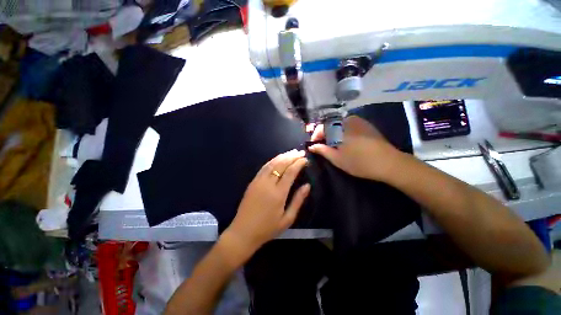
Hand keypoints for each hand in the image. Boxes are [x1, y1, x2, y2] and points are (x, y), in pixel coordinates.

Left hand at [225, 150, 310, 253]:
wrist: (243, 232)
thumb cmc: (267, 228)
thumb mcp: (287, 219)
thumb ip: (298, 200)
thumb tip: (307, 186)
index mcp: (278, 193)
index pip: (290, 172)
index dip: (298, 163)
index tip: (305, 159)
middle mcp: (268, 184)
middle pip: (281, 164)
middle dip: (292, 156)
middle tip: (300, 152)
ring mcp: (258, 181)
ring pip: (272, 163)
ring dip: (283, 156)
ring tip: (292, 152)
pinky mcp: (253, 181)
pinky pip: (264, 167)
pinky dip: (273, 160)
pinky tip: (278, 159)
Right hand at [309, 116, 402, 181]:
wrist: (389, 163)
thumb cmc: (359, 162)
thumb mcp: (337, 158)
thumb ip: (322, 150)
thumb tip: (311, 146)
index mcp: (339, 127)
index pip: (321, 127)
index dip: (315, 136)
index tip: (313, 145)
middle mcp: (348, 120)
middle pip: (330, 125)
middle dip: (324, 135)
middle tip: (323, 146)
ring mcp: (359, 121)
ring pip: (340, 125)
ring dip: (333, 133)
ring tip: (334, 145)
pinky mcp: (366, 125)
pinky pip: (349, 125)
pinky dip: (343, 132)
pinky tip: (346, 142)